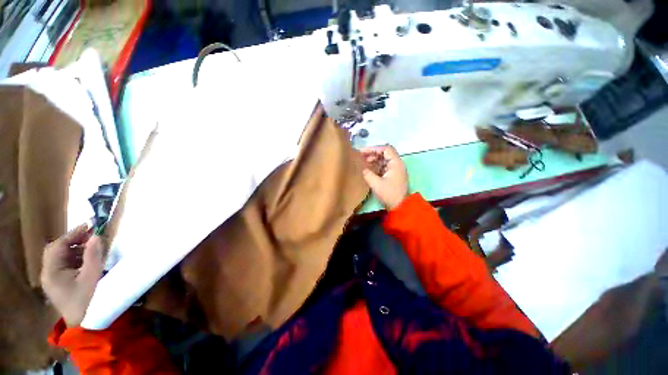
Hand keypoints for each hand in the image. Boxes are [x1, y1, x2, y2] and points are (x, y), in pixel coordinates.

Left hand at [41, 223, 103, 326]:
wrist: (85, 323)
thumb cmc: (87, 300)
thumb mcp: (92, 277)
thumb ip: (92, 255)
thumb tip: (95, 236)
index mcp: (51, 272)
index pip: (57, 246)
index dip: (72, 234)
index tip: (89, 225)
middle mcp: (48, 274)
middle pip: (55, 250)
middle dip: (72, 240)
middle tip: (90, 234)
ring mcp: (52, 280)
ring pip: (60, 257)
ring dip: (75, 248)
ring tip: (91, 246)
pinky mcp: (59, 284)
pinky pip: (64, 265)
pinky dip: (75, 257)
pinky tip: (87, 259)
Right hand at [361, 145, 408, 209]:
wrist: (400, 206)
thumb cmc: (389, 194)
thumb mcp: (376, 184)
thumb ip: (368, 174)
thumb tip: (363, 169)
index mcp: (396, 163)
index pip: (385, 149)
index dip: (373, 149)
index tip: (363, 152)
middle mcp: (397, 164)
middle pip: (385, 153)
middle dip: (372, 154)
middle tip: (361, 157)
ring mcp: (396, 170)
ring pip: (384, 160)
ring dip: (374, 160)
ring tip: (363, 163)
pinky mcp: (393, 175)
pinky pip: (384, 166)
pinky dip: (376, 166)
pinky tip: (369, 169)